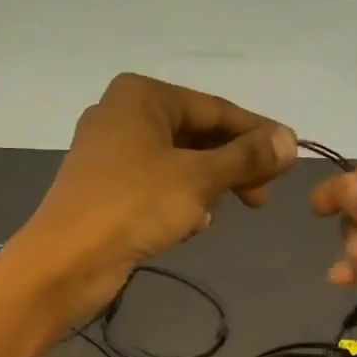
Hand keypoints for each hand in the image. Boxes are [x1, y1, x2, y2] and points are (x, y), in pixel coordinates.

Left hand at [15, 73, 296, 320]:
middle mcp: (123, 114)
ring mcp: (110, 152)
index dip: (257, 133)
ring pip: (178, 162)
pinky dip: (179, 201)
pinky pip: (157, 185)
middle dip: (232, 166)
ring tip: (216, 214)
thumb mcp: (199, 178)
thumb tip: (291, 141)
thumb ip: (247, 157)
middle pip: (197, 134)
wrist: (65, 260)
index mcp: (142, 95)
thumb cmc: (134, 205)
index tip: (291, 157)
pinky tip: (189, 226)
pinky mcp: (105, 187)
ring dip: (206, 187)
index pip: (215, 108)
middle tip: (262, 197)